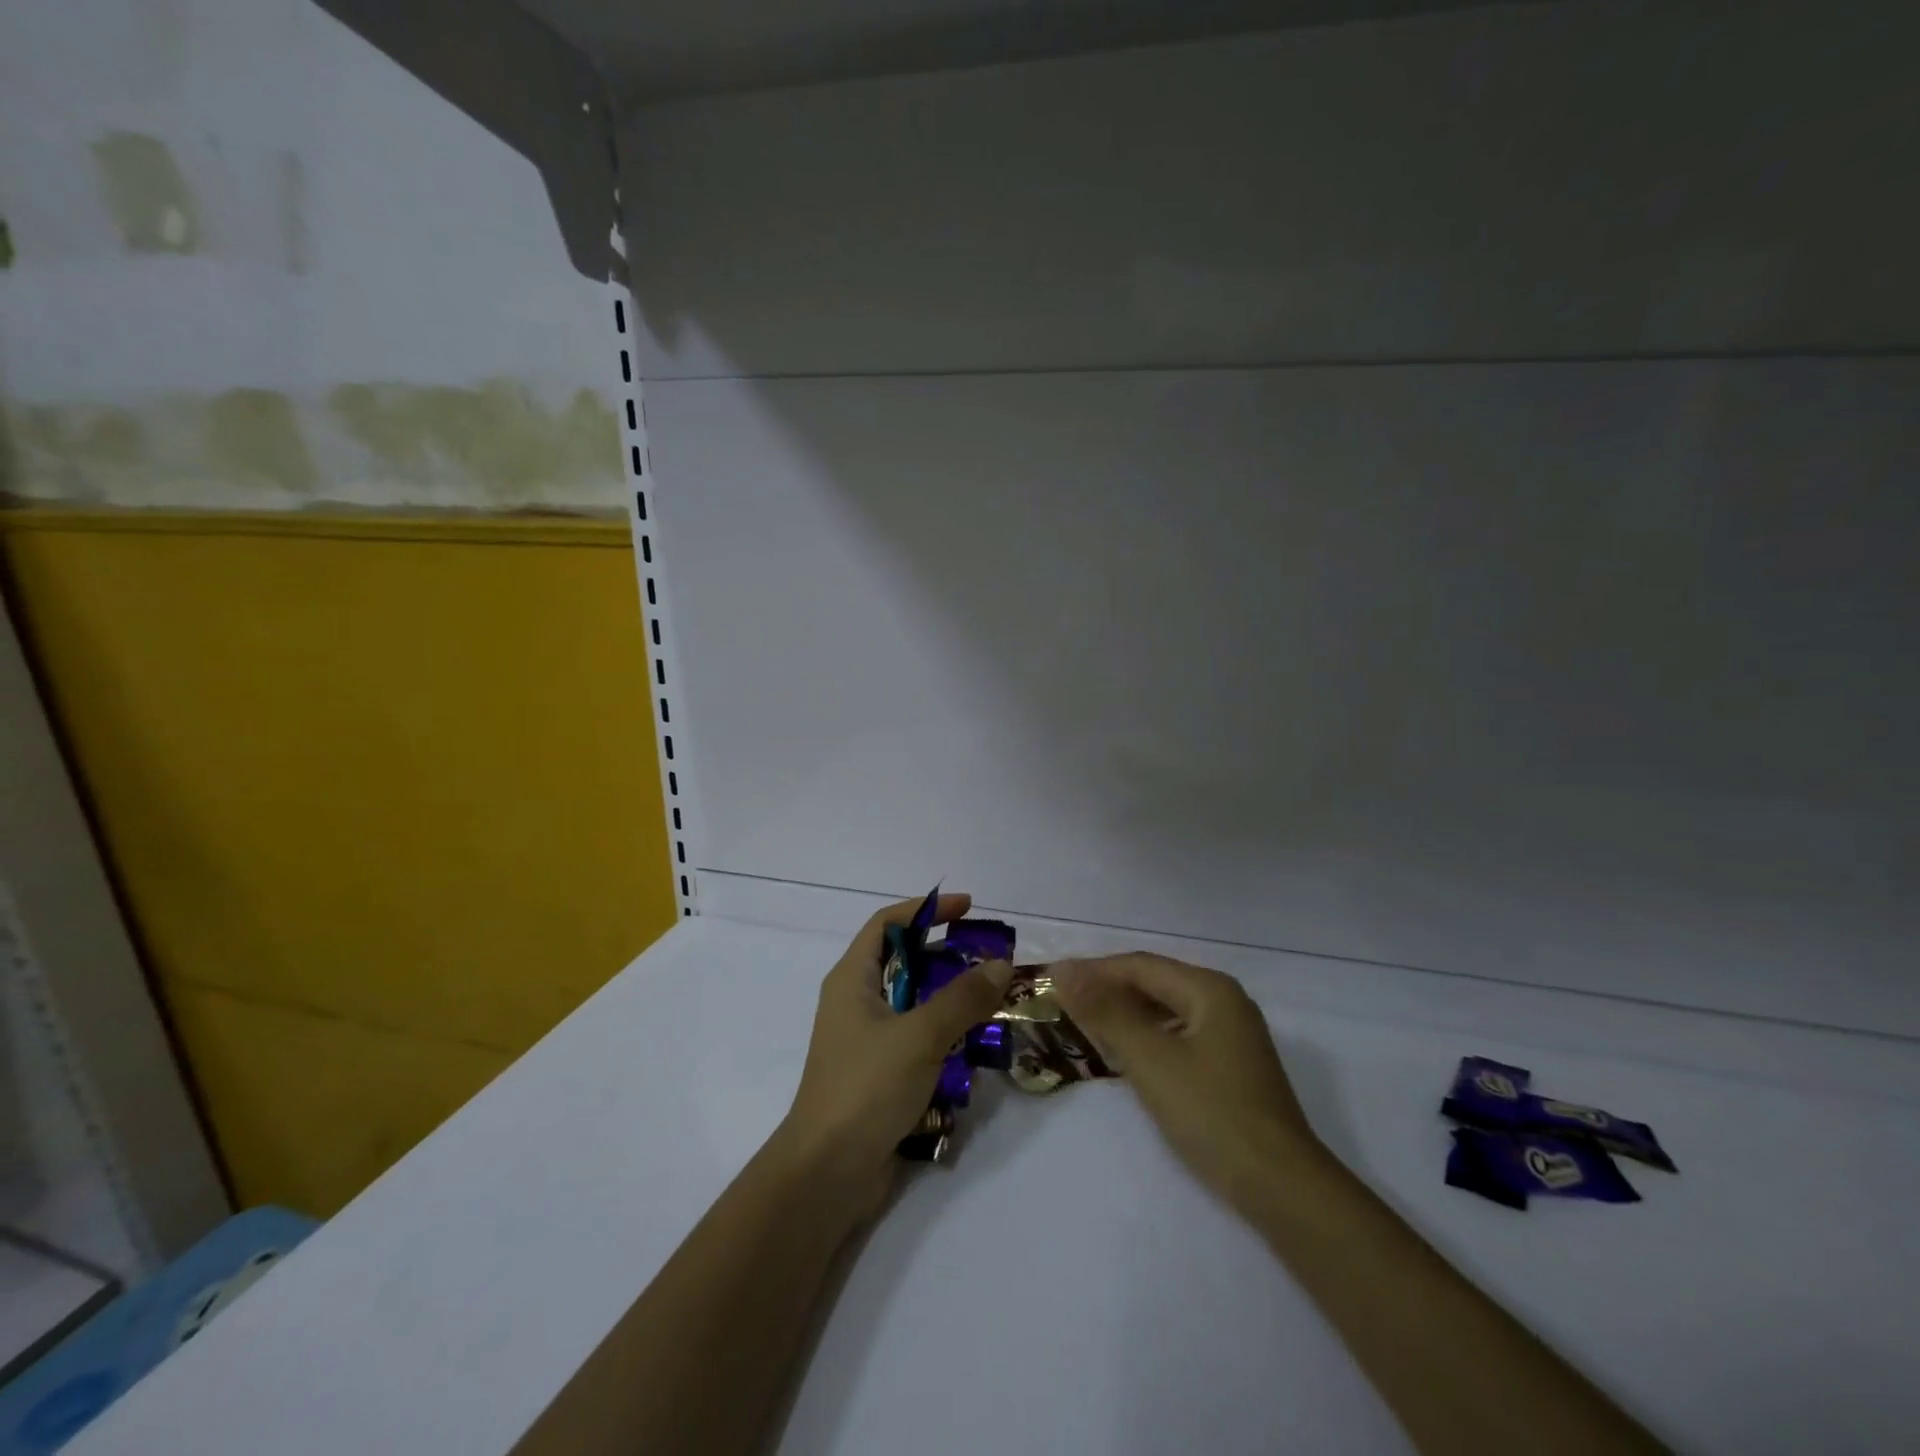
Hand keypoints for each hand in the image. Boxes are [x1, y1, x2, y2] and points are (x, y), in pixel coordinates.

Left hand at [774, 894, 1012, 1218]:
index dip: (925, 909)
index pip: (887, 923)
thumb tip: (1000, 964)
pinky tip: (973, 1049)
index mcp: (852, 979)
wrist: (827, 1173)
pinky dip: (943, 1036)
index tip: (967, 908)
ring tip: (990, 1002)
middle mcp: (855, 1003)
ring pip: (913, 1004)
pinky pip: (916, 1040)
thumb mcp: (920, 1035)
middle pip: (903, 962)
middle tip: (988, 960)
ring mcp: (865, 1041)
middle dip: (945, 956)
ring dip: (949, 1000)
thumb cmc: (866, 1087)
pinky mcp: (878, 1074)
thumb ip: (963, 998)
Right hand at [1051, 954, 1325, 1210]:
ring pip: (1165, 1010)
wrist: (1282, 1187)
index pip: (1139, 966)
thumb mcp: (1150, 1059)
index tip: (1052, 980)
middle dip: (1108, 990)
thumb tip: (1064, 969)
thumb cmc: (1212, 1113)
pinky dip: (1146, 1038)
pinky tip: (1124, 1054)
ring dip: (1125, 1015)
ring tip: (1085, 1025)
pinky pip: (1178, 1035)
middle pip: (1154, 983)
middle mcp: (1223, 1001)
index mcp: (1209, 988)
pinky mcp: (1230, 1066)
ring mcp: (1231, 1034)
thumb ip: (1105, 1011)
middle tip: (1063, 1003)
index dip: (1093, 970)